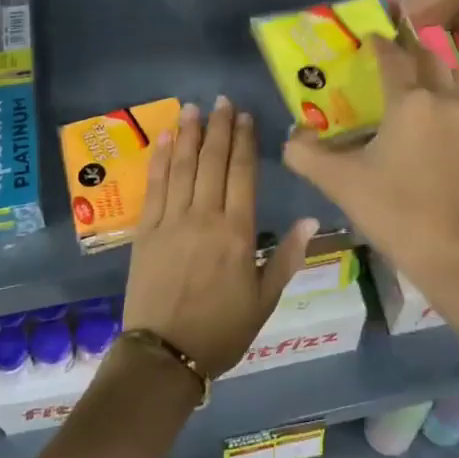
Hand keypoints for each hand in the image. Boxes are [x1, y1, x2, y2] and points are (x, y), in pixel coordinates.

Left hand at [123, 97, 316, 379]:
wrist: (165, 356)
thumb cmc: (222, 330)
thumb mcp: (264, 300)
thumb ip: (286, 257)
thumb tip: (313, 219)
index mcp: (237, 232)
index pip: (242, 174)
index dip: (244, 141)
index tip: (246, 117)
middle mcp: (204, 217)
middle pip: (213, 162)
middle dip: (219, 128)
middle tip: (223, 100)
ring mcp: (171, 221)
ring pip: (183, 167)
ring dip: (189, 134)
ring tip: (194, 107)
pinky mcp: (146, 231)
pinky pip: (155, 186)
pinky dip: (161, 159)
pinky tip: (166, 138)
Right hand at [283, 34, 458, 293]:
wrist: (457, 254)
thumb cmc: (397, 211)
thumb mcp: (341, 183)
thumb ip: (307, 155)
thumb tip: (292, 136)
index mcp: (409, 101)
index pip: (392, 57)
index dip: (377, 43)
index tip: (366, 36)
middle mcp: (442, 99)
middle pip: (427, 59)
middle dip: (407, 50)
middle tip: (389, 53)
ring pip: (455, 75)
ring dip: (436, 67)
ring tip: (419, 76)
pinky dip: (453, 93)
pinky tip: (439, 113)